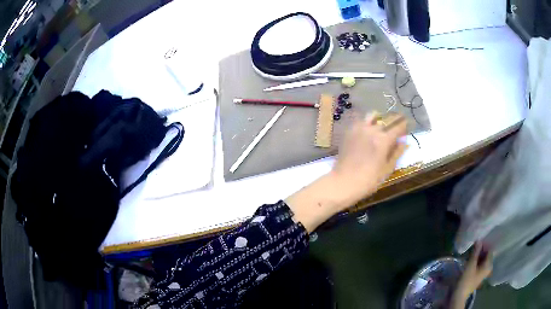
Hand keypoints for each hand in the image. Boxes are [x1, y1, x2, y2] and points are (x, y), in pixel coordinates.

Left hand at [331, 112, 407, 203]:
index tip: (406, 127)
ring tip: (380, 128)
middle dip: (393, 124)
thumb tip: (404, 141)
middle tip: (394, 131)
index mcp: (384, 140)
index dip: (404, 126)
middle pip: (386, 121)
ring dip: (379, 120)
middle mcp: (372, 130)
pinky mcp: (349, 131)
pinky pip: (360, 121)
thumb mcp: (387, 169)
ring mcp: (359, 129)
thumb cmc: (369, 180)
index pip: (398, 126)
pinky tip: (367, 132)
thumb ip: (397, 152)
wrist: (343, 182)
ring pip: (373, 116)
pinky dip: (366, 123)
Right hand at [451, 242, 492, 308]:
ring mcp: (482, 273)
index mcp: (488, 265)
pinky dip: (476, 261)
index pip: (490, 250)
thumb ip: (475, 252)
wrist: (459, 295)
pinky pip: (479, 265)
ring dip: (478, 256)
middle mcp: (488, 268)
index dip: (485, 245)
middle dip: (481, 250)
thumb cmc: (466, 280)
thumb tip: (479, 239)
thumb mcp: (470, 265)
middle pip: (486, 255)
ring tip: (471, 252)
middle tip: (474, 246)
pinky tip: (471, 260)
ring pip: (482, 260)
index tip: (478, 241)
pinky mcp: (477, 276)